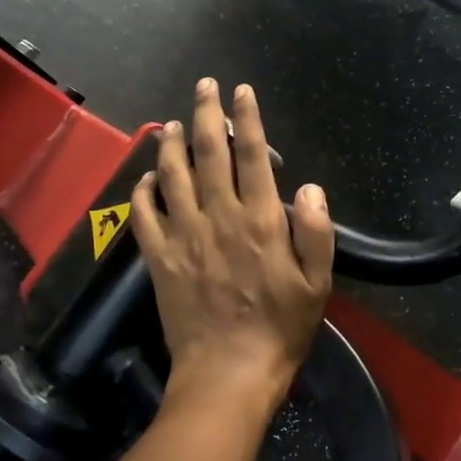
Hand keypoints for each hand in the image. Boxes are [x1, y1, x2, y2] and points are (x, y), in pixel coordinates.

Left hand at [131, 79, 333, 419]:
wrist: (229, 373)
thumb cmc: (280, 328)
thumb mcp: (317, 283)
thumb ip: (316, 231)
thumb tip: (308, 187)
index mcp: (262, 221)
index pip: (252, 156)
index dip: (247, 119)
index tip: (242, 91)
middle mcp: (219, 218)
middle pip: (208, 154)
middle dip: (206, 114)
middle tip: (203, 86)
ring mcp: (184, 237)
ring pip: (172, 177)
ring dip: (171, 145)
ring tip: (171, 123)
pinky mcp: (160, 260)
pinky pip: (144, 216)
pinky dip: (142, 191)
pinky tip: (146, 177)